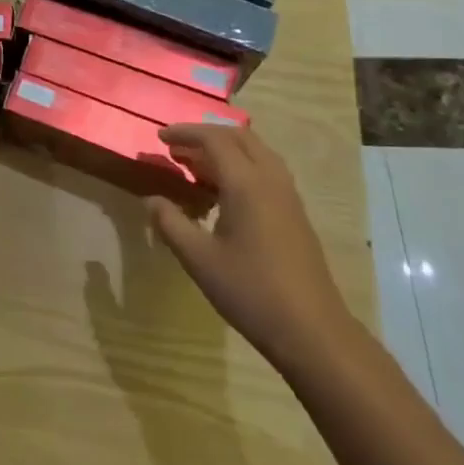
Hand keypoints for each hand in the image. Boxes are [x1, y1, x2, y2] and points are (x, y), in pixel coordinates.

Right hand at [147, 123, 353, 364]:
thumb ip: (170, 223)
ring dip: (226, 149)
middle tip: (176, 148)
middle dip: (205, 135)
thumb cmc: (250, 291)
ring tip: (196, 165)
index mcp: (247, 183)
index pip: (214, 139)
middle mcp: (271, 180)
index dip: (185, 133)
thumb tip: (151, 200)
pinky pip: (266, 170)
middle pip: (239, 137)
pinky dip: (241, 165)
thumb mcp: (199, 259)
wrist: (312, 331)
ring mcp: (288, 197)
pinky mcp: (296, 214)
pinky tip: (224, 192)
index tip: (160, 137)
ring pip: (257, 152)